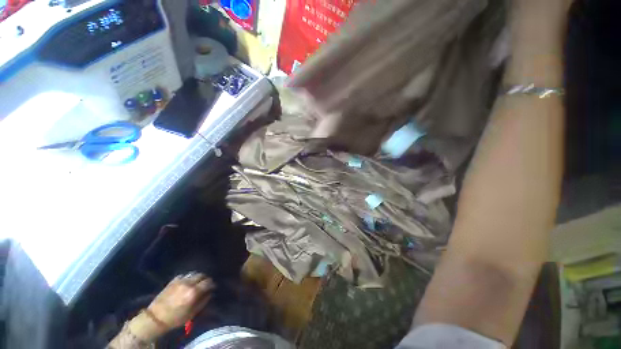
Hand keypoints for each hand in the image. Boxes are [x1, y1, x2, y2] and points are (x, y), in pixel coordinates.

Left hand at [148, 273, 214, 329]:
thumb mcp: (192, 313)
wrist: (156, 317)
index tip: (212, 287)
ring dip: (197, 277)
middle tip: (205, 284)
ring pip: (194, 273)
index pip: (208, 282)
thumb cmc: (175, 318)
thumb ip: (203, 301)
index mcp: (194, 292)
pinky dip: (189, 277)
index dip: (212, 284)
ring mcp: (180, 280)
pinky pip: (185, 275)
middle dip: (205, 279)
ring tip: (197, 282)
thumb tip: (209, 293)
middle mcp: (188, 283)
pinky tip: (187, 282)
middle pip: (201, 275)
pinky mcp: (173, 280)